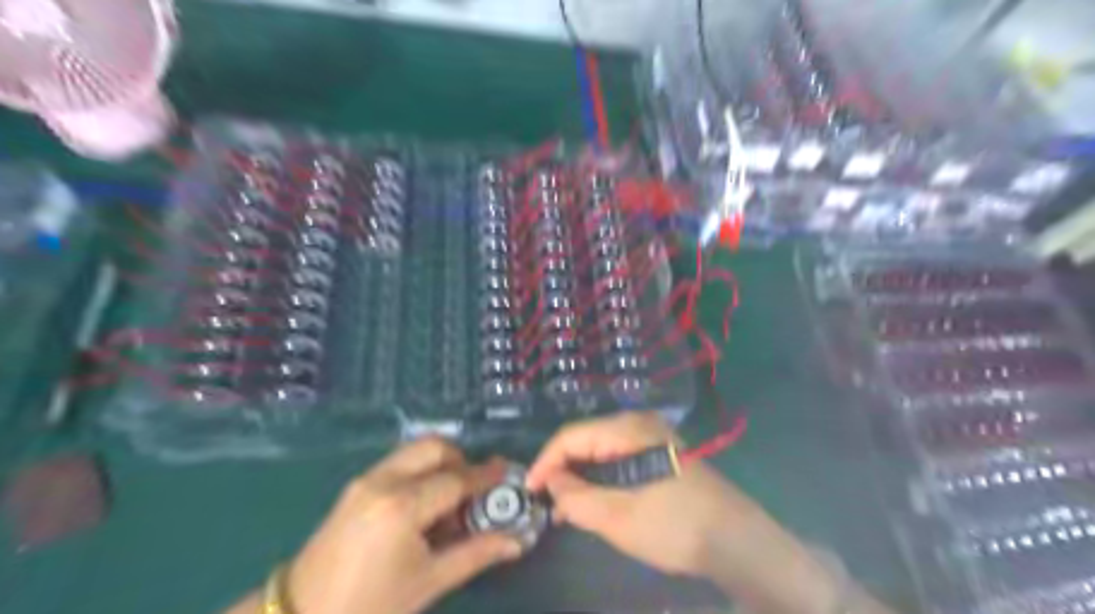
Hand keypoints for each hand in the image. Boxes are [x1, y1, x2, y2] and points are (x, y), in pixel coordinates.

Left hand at [281, 439, 521, 613]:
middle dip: (461, 460)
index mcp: (402, 507)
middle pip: (434, 447)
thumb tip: (517, 541)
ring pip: (415, 450)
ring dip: (441, 463)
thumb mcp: (429, 582)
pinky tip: (424, 503)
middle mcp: (384, 481)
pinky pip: (399, 462)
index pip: (456, 480)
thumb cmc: (370, 606)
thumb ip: (477, 553)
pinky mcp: (356, 485)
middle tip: (475, 489)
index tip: (507, 471)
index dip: (485, 476)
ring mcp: (366, 479)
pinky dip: (421, 470)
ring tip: (450, 498)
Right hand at [522, 413, 762, 578]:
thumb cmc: (674, 525)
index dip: (545, 461)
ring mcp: (651, 436)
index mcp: (628, 429)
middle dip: (562, 470)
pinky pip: (618, 458)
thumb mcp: (618, 517)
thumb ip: (576, 498)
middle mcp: (638, 423)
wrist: (736, 540)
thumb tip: (551, 483)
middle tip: (547, 503)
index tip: (528, 490)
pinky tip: (594, 500)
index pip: (571, 436)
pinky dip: (601, 477)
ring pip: (601, 450)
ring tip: (566, 508)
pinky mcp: (660, 452)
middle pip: (586, 439)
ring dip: (581, 476)